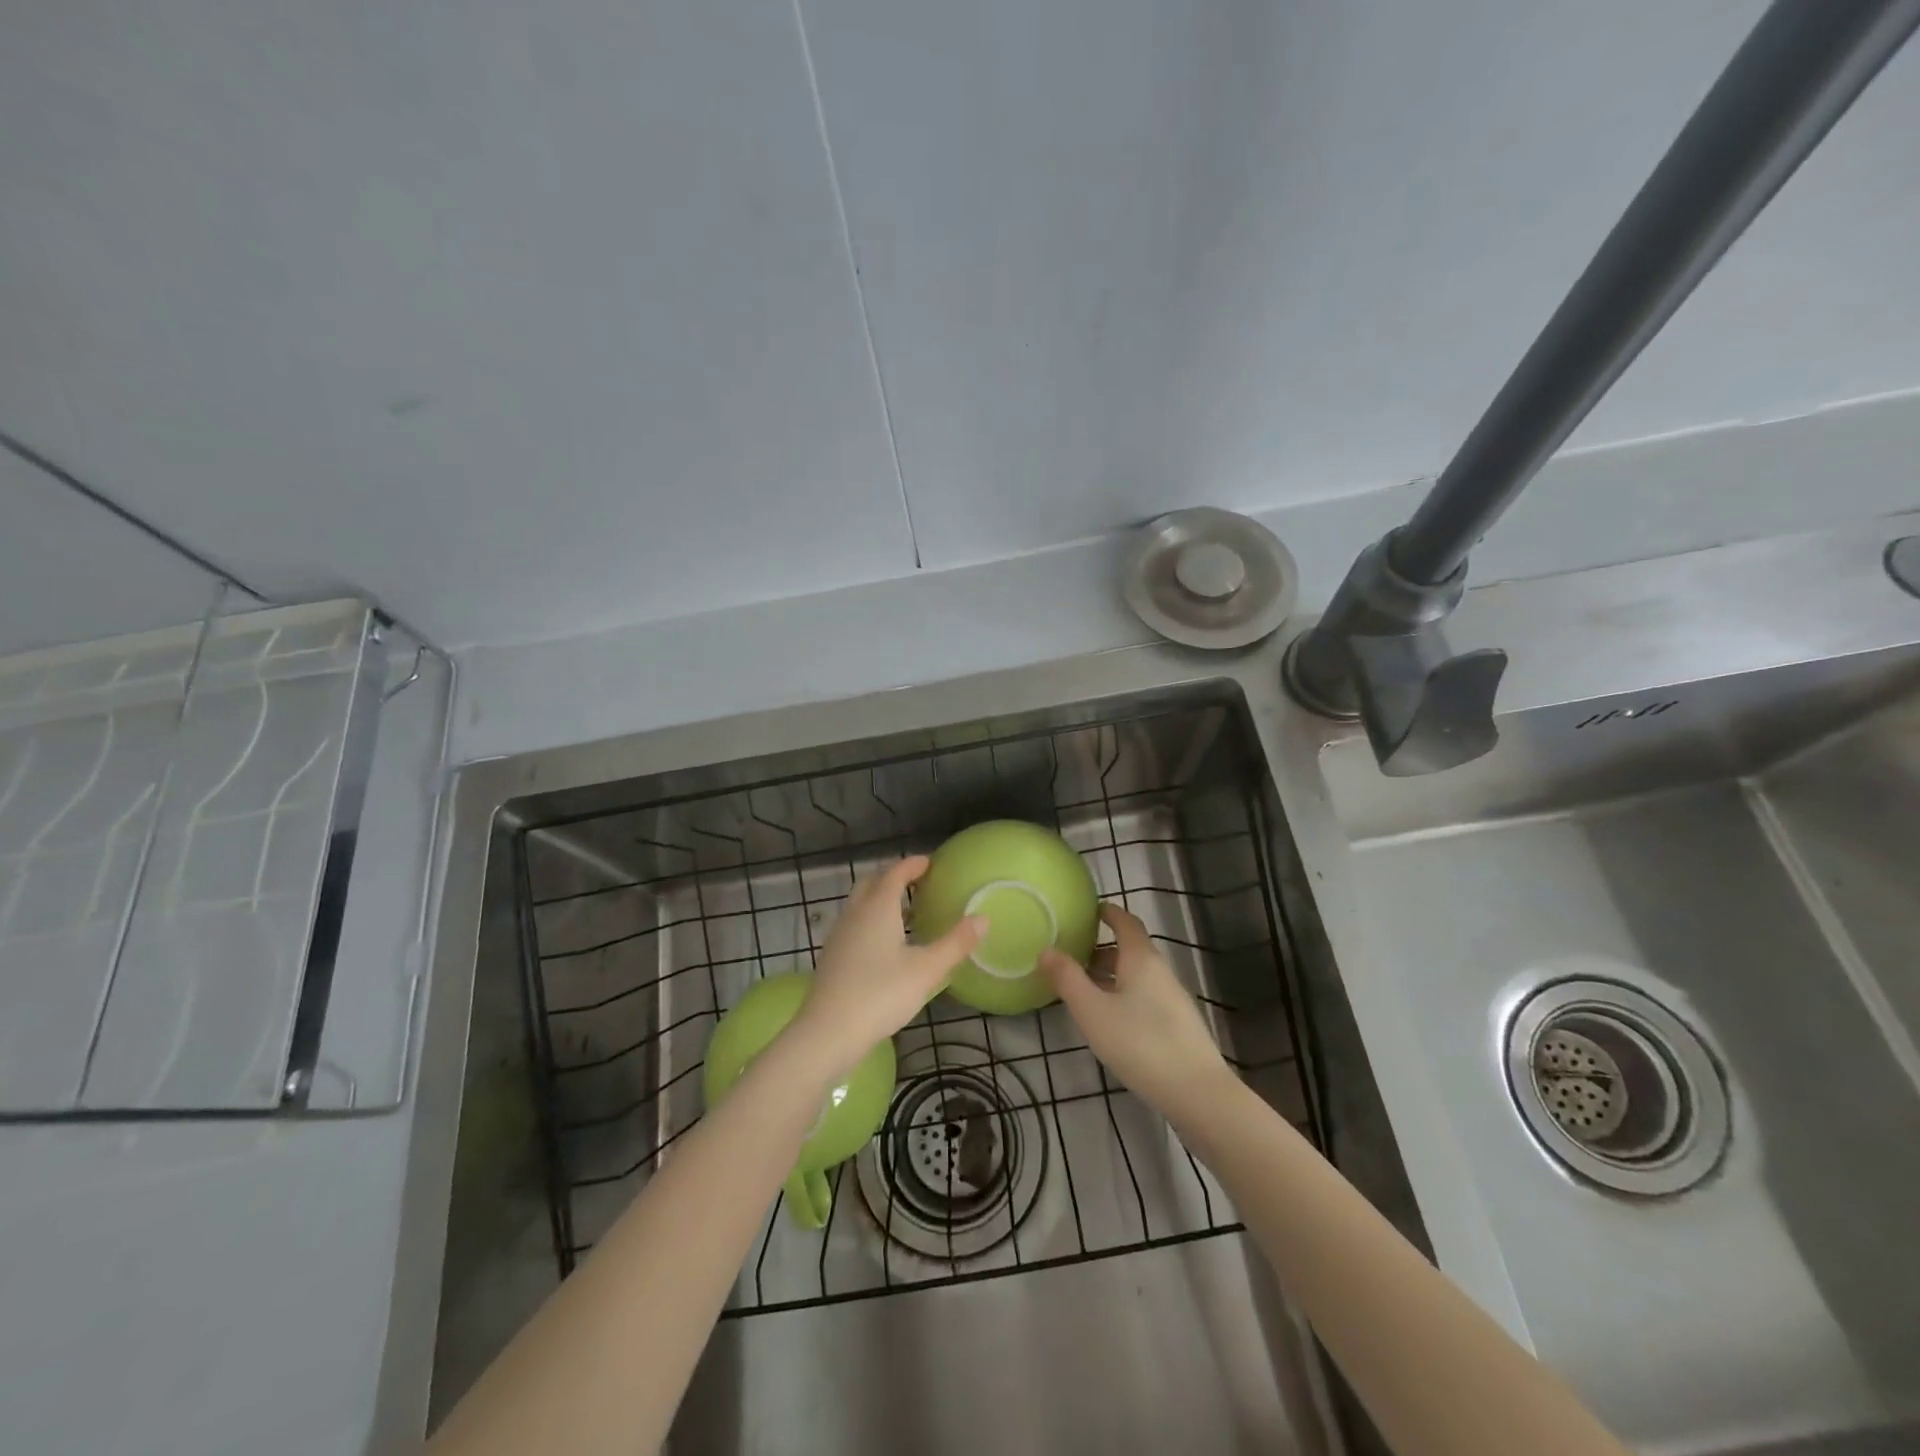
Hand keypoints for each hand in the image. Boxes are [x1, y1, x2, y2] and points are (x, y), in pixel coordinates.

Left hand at [784, 856, 984, 1079]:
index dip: (913, 865)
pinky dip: (871, 921)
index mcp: (877, 907)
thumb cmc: (880, 995)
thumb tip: (983, 918)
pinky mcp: (832, 956)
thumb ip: (955, 943)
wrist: (827, 1032)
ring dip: (881, 900)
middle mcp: (855, 913)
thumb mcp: (926, 970)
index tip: (930, 862)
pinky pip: (854, 924)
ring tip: (907, 913)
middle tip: (918, 883)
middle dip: (894, 877)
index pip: (895, 873)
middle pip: (872, 882)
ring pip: (860, 904)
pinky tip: (885, 945)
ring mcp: (839, 935)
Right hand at [1040, 903, 1229, 1115]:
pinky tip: (1110, 1020)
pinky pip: (1145, 996)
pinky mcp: (1178, 1025)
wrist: (1197, 1092)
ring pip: (1137, 975)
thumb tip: (1046, 949)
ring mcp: (1173, 999)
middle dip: (1102, 948)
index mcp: (1141, 958)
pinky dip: (1123, 995)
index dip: (1108, 913)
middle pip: (1130, 949)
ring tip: (1084, 989)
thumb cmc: (1139, 1043)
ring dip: (1111, 975)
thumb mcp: (1092, 1011)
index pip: (1126, 922)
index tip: (1088, 910)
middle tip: (1072, 955)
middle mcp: (1160, 971)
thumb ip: (1067, 979)